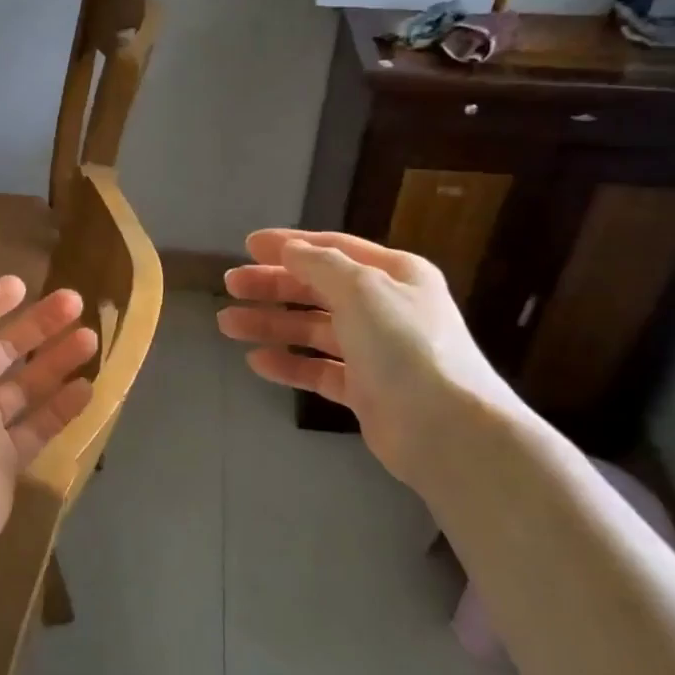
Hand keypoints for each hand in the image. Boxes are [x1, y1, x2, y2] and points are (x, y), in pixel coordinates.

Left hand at [0, 275, 98, 549]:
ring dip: (57, 361)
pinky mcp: (6, 461)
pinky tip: (89, 387)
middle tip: (76, 302)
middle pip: (3, 351)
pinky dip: (62, 406)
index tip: (26, 286)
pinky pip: (38, 426)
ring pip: (26, 387)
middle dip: (38, 325)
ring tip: (92, 338)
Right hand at [217, 229, 525, 487]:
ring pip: (313, 329)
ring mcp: (375, 351)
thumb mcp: (361, 289)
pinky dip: (289, 363)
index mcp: (394, 274)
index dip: (289, 244)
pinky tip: (257, 361)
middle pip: (318, 288)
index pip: (333, 249)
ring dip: (271, 324)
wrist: (446, 430)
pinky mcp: (364, 390)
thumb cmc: (404, 346)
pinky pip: (318, 369)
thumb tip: (290, 249)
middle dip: (273, 284)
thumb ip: (320, 264)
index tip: (247, 245)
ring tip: (228, 323)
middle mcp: (385, 308)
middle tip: (230, 285)